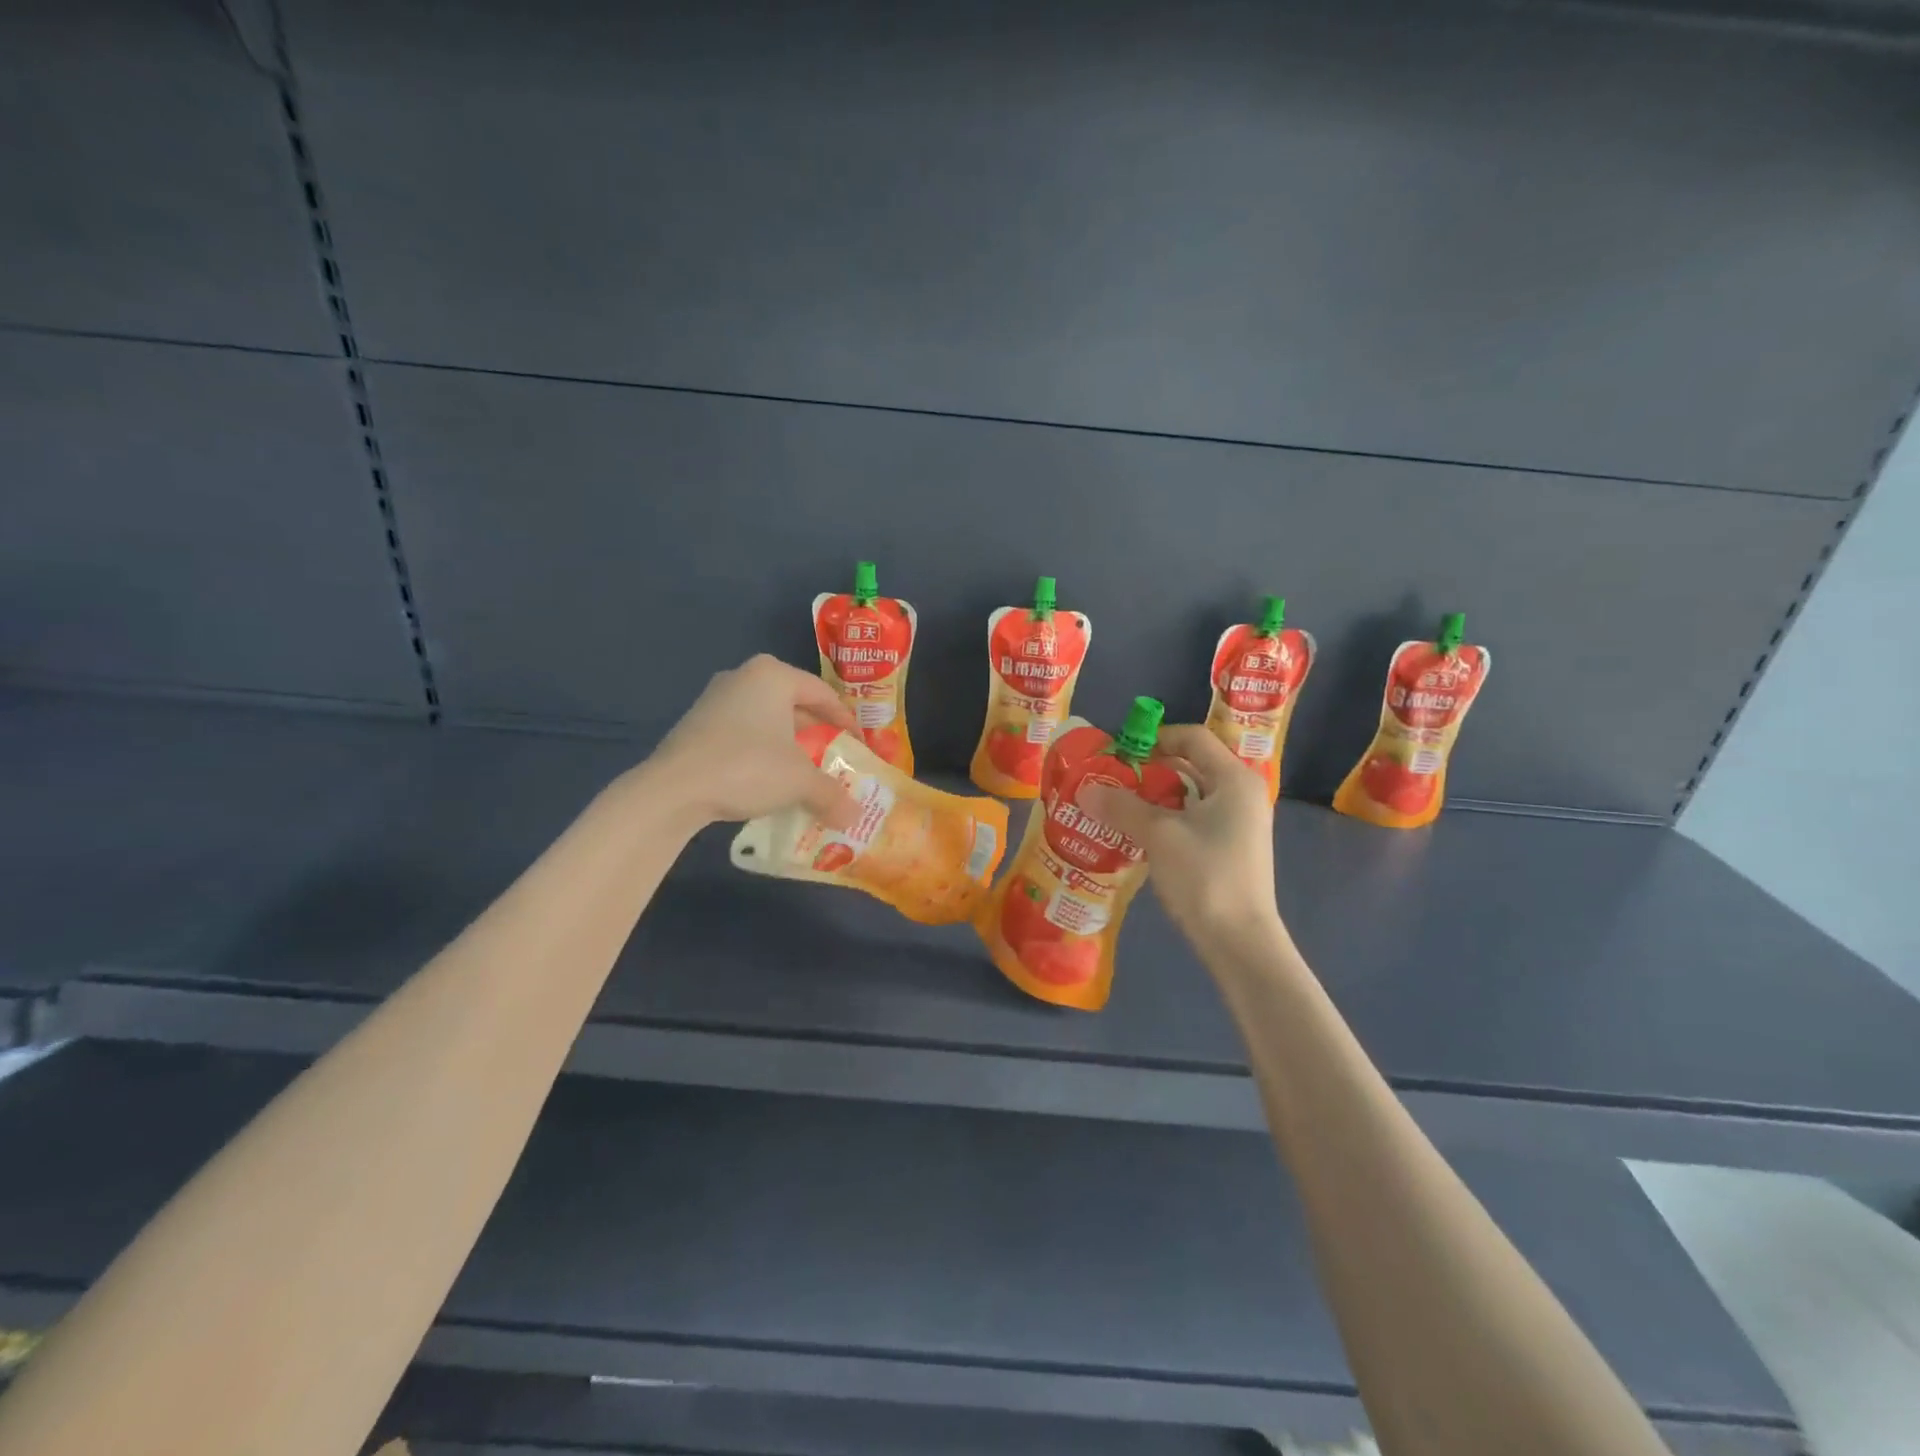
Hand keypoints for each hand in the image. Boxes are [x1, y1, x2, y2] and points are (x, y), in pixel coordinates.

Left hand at [645, 655, 859, 829]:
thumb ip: (831, 794)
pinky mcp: (696, 724)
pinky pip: (743, 732)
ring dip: (788, 744)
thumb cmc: (747, 767)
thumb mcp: (799, 781)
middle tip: (833, 758)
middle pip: (794, 704)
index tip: (859, 746)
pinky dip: (761, 751)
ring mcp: (715, 699)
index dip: (846, 722)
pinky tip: (767, 778)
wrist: (672, 790)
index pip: (823, 694)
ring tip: (804, 771)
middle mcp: (744, 677)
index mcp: (773, 675)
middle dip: (816, 733)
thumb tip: (855, 816)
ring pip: (767, 719)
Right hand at [1078, 726, 1280, 945]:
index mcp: (1234, 779)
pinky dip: (1165, 818)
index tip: (1120, 752)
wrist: (1240, 942)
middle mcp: (1241, 794)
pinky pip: (1193, 818)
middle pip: (1192, 764)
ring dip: (1153, 796)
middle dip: (1149, 768)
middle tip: (1112, 778)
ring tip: (1116, 804)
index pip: (1193, 737)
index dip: (1154, 738)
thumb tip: (1085, 789)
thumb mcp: (1159, 836)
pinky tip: (1135, 832)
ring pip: (1190, 794)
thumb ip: (1122, 806)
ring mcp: (1238, 823)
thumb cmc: (1205, 877)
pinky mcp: (1229, 847)